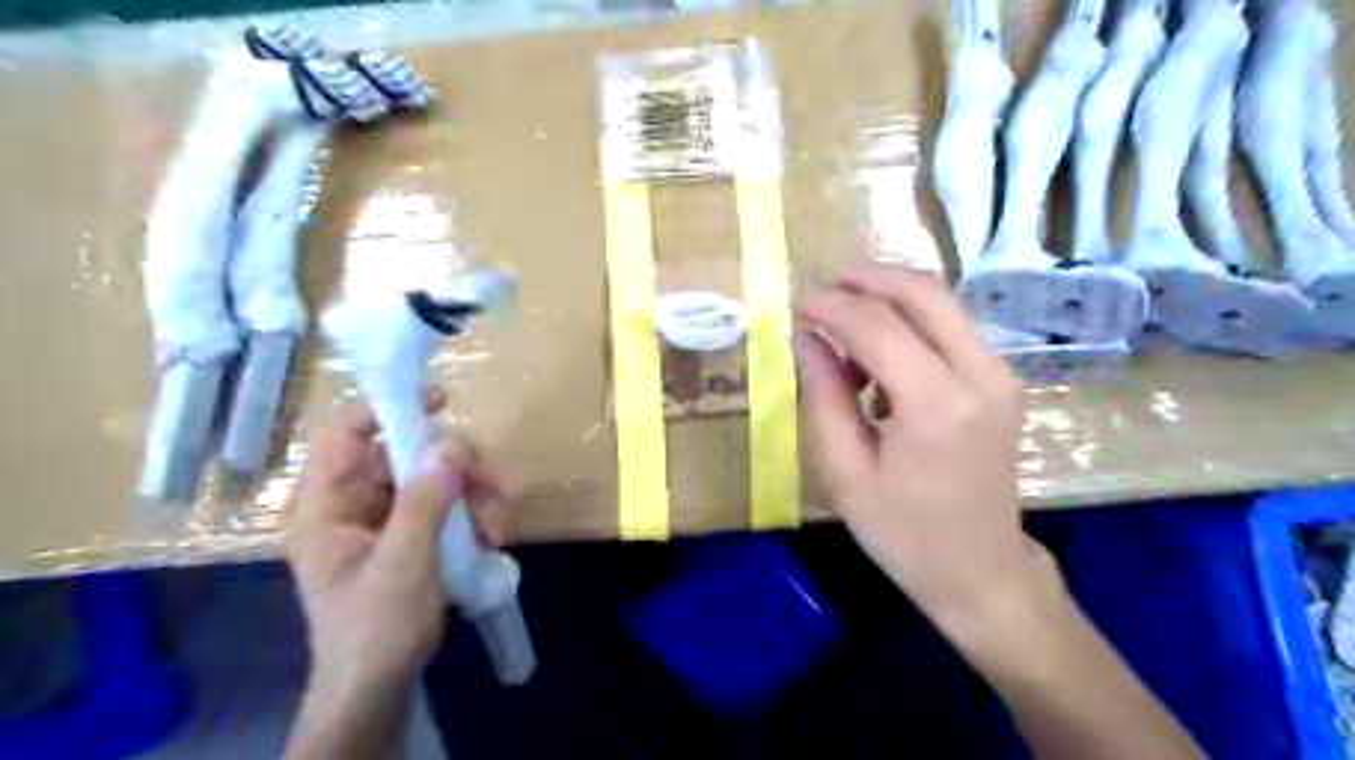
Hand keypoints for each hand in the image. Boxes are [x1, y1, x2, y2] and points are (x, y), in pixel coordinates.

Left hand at [285, 389, 507, 692]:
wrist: (379, 684)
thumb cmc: (376, 627)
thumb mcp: (402, 563)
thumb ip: (425, 501)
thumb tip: (452, 443)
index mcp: (326, 505)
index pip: (347, 434)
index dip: (389, 408)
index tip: (441, 402)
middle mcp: (352, 504)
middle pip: (403, 454)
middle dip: (452, 465)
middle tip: (488, 484)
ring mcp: (383, 519)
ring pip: (432, 478)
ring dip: (470, 493)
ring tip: (494, 523)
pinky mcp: (409, 535)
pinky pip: (443, 504)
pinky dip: (470, 514)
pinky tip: (488, 537)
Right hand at [797, 266, 1051, 634]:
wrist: (981, 571)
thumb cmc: (904, 533)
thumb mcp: (846, 472)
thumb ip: (824, 397)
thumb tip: (806, 339)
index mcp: (938, 405)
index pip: (877, 325)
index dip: (831, 307)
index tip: (796, 304)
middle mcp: (981, 374)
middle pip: (922, 292)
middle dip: (866, 279)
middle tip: (821, 291)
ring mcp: (1000, 374)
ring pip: (940, 302)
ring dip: (886, 299)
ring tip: (841, 333)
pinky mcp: (1001, 380)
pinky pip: (949, 327)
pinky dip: (908, 322)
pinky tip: (877, 357)